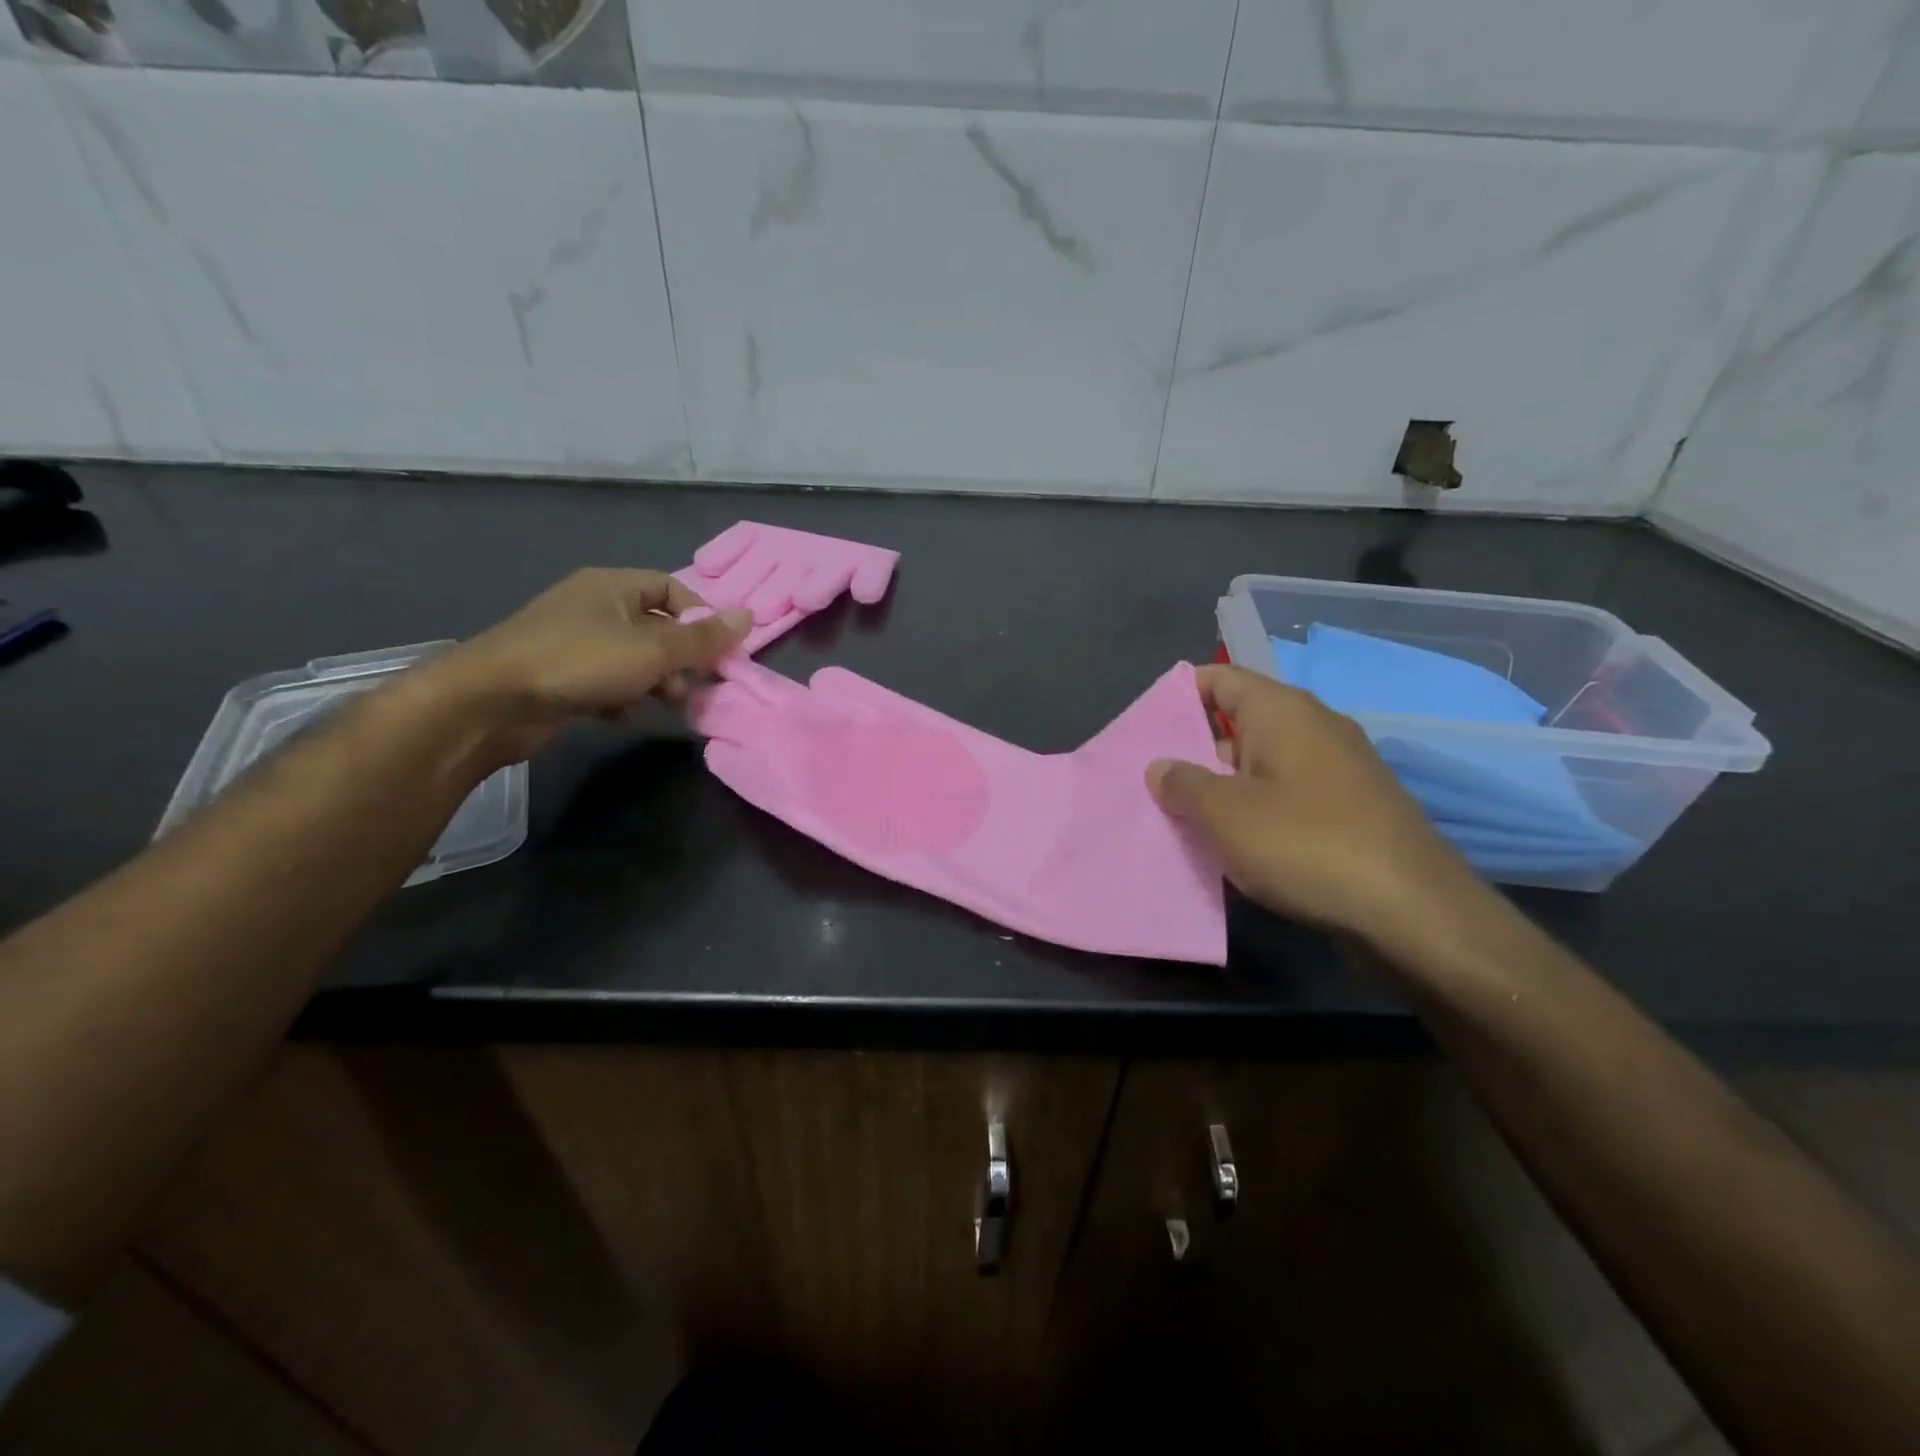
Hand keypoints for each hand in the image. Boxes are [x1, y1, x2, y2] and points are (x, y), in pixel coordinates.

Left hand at [419, 569, 751, 766]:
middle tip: (699, 686)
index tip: (721, 651)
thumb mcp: (652, 650)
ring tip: (671, 707)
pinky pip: (608, 681)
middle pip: (656, 627)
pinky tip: (628, 717)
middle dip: (682, 658)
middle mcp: (594, 607)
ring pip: (634, 658)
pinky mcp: (561, 676)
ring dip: (658, 682)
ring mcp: (574, 642)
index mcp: (613, 587)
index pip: (672, 590)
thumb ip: (702, 639)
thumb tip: (750, 616)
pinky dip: (625, 697)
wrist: (490, 702)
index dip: (702, 618)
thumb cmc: (579, 662)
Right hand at [1147, 664, 1490, 959]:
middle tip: (1152, 786)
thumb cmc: (1306, 845)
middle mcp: (1314, 729)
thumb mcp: (1225, 814)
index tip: (1144, 729)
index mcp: (1282, 712)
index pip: (1219, 679)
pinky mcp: (1351, 812)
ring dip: (1221, 792)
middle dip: (1193, 754)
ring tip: (1180, 823)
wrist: (1413, 913)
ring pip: (1260, 768)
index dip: (1178, 696)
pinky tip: (1232, 851)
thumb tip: (1161, 767)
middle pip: (1237, 726)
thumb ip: (1183, 784)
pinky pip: (1287, 800)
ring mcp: (1337, 771)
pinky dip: (1256, 816)